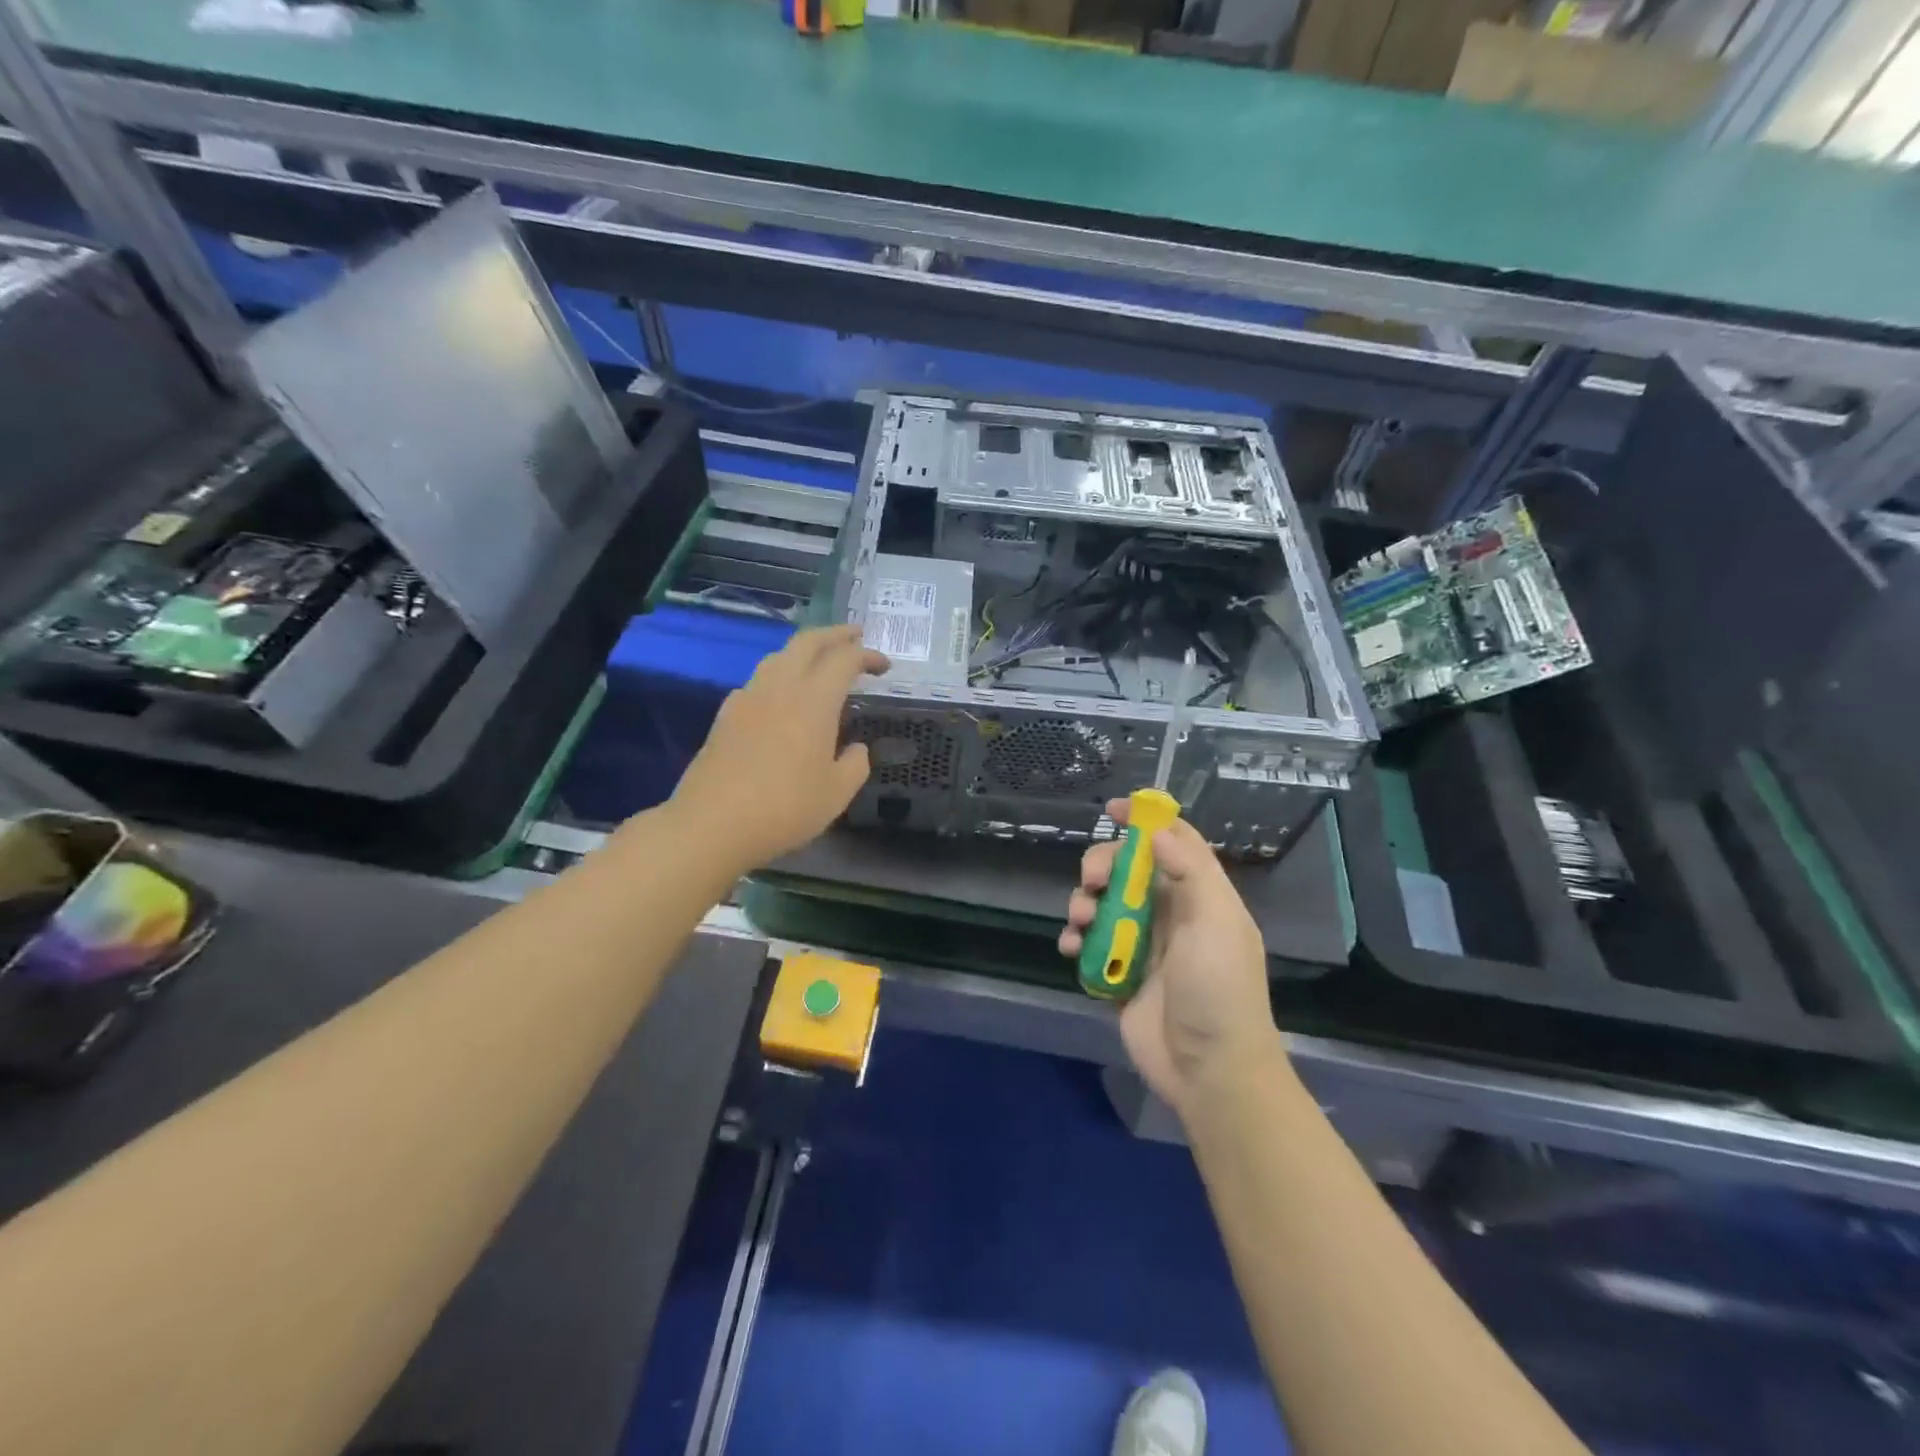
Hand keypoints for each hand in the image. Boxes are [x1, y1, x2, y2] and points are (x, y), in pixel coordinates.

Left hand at [671, 626, 888, 872]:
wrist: (712, 824)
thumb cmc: (785, 808)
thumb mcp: (836, 794)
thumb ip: (854, 765)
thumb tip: (855, 749)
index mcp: (813, 701)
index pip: (844, 660)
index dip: (867, 655)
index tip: (884, 666)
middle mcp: (780, 688)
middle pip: (807, 643)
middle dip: (835, 634)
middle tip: (855, 636)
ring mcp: (748, 699)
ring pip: (778, 657)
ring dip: (804, 651)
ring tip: (819, 662)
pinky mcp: (726, 716)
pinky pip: (758, 681)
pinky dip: (779, 676)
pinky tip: (782, 699)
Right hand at [1060, 798, 1282, 1115]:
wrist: (1209, 1071)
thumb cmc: (1218, 990)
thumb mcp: (1215, 922)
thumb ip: (1190, 870)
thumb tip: (1158, 830)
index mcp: (1200, 897)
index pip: (1175, 843)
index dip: (1147, 821)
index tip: (1113, 809)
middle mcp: (1170, 914)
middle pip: (1128, 869)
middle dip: (1102, 865)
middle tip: (1091, 881)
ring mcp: (1143, 945)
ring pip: (1103, 904)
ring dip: (1083, 903)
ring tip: (1080, 922)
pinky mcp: (1119, 974)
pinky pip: (1089, 944)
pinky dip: (1075, 939)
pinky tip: (1070, 948)